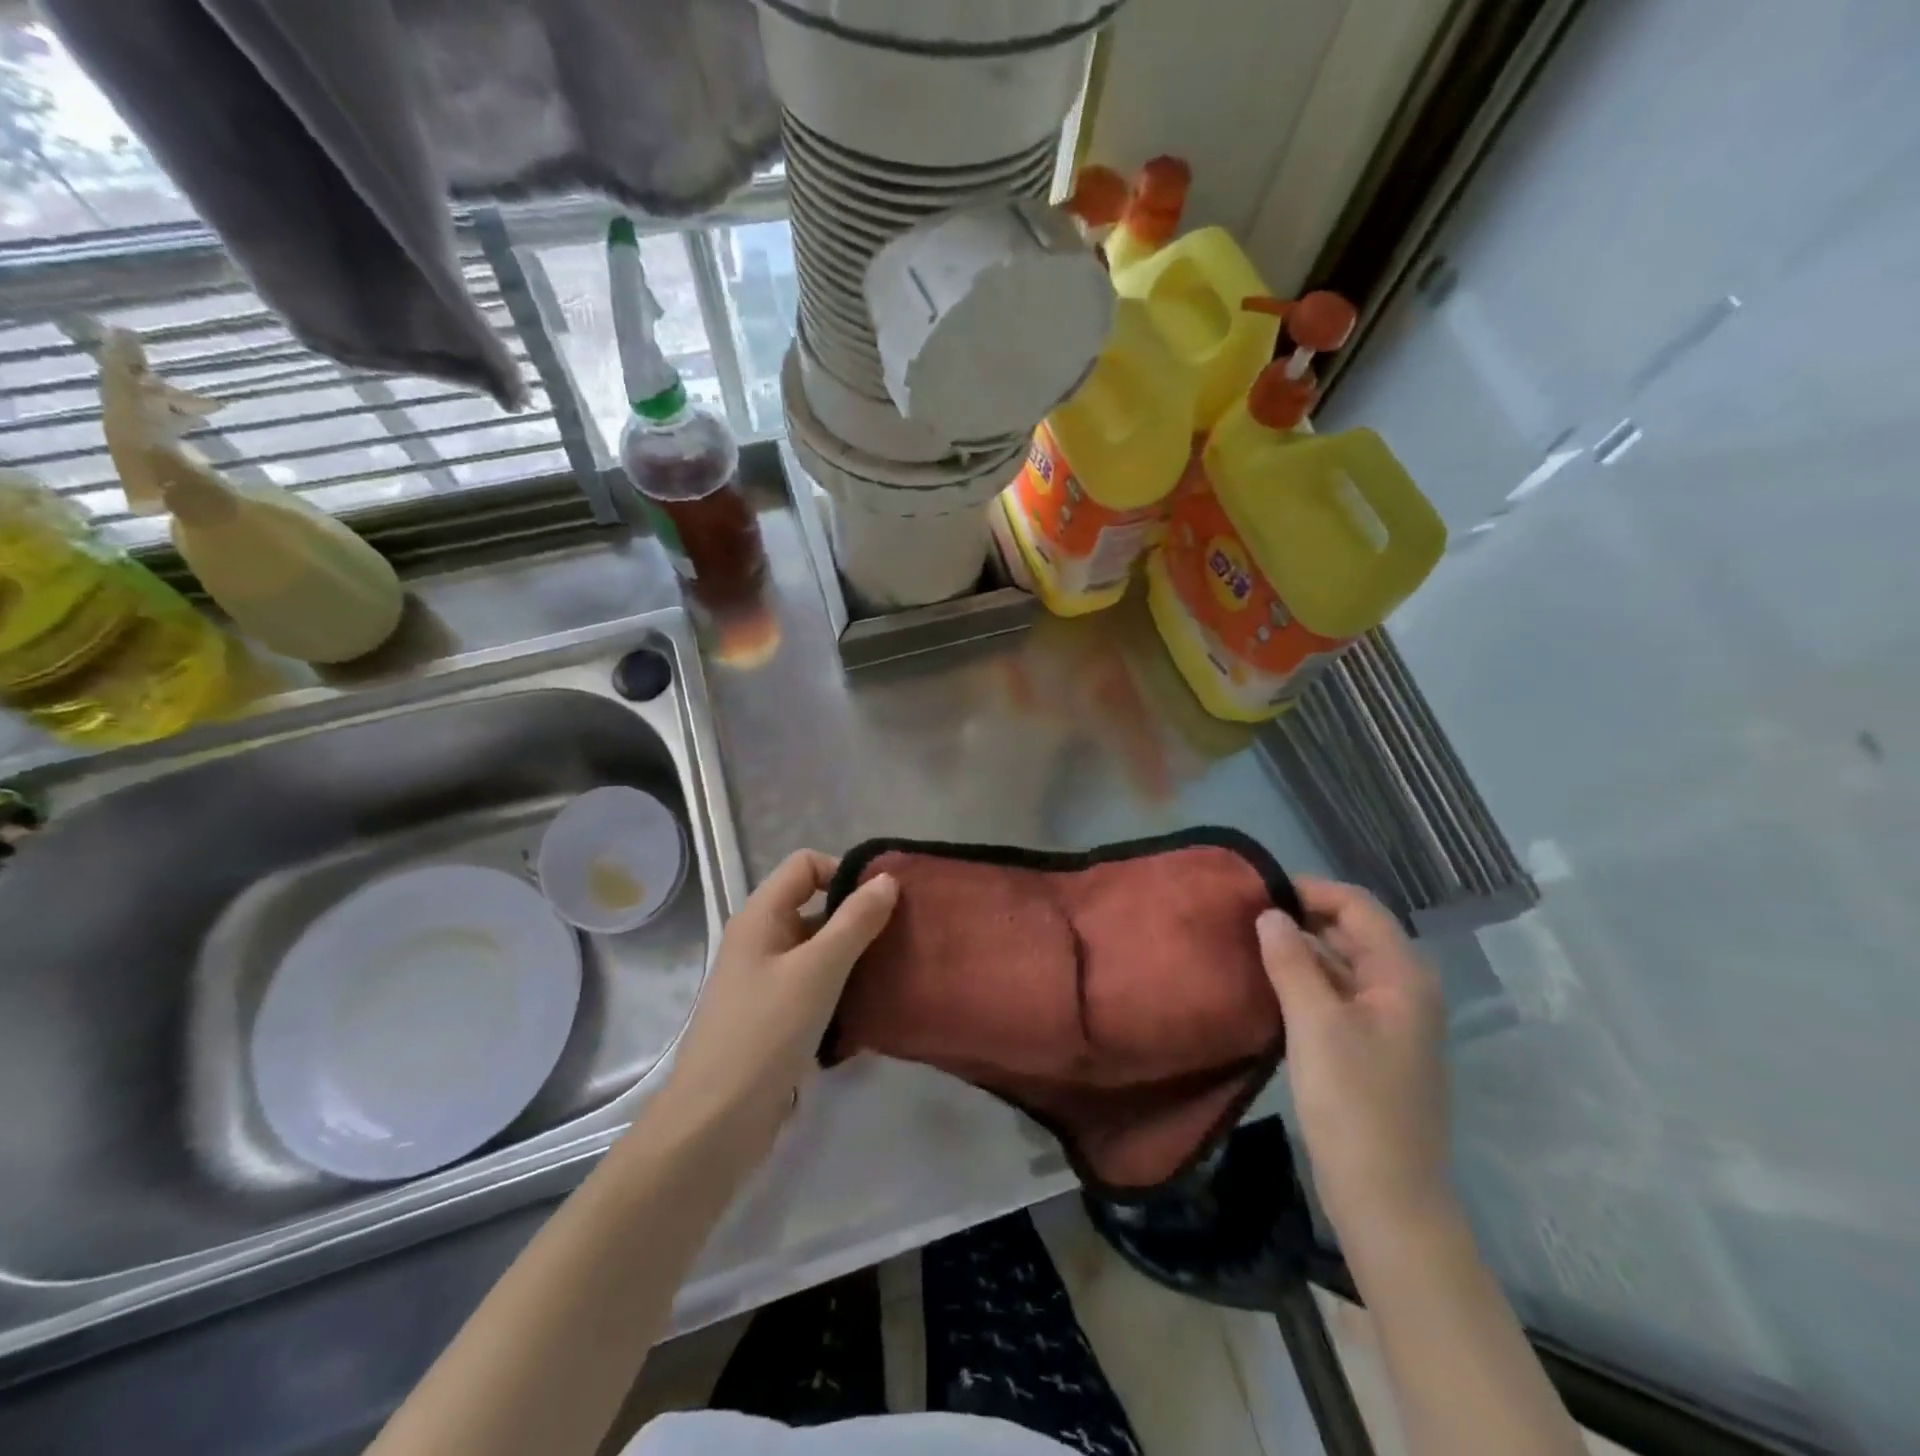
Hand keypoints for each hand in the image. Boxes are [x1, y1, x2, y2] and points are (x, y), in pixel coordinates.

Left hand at [652, 850, 897, 1168]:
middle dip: (857, 915)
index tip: (883, 900)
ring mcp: (766, 981)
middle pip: (814, 905)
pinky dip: (842, 986)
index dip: (842, 871)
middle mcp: (761, 941)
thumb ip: (855, 921)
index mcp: (760, 917)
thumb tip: (887, 879)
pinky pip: (815, 985)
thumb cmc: (765, 1032)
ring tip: (896, 967)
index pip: (805, 865)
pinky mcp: (775, 1017)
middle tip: (902, 934)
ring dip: (854, 954)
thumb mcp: (817, 970)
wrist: (716, 1122)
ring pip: (818, 949)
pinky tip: (872, 1004)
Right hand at [1258, 877, 1450, 1243]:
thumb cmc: (1353, 1102)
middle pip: (1352, 932)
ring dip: (1300, 950)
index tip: (1259, 891)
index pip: (1358, 907)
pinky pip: (1336, 994)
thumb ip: (1291, 961)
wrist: (1387, 1198)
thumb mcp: (1315, 1024)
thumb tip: (1270, 914)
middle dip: (1302, 917)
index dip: (1311, 890)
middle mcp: (1403, 989)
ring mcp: (1389, 1020)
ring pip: (1341, 964)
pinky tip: (1268, 985)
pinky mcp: (1371, 1046)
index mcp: (1402, 976)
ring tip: (1248, 944)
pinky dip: (1305, 981)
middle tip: (1245, 916)